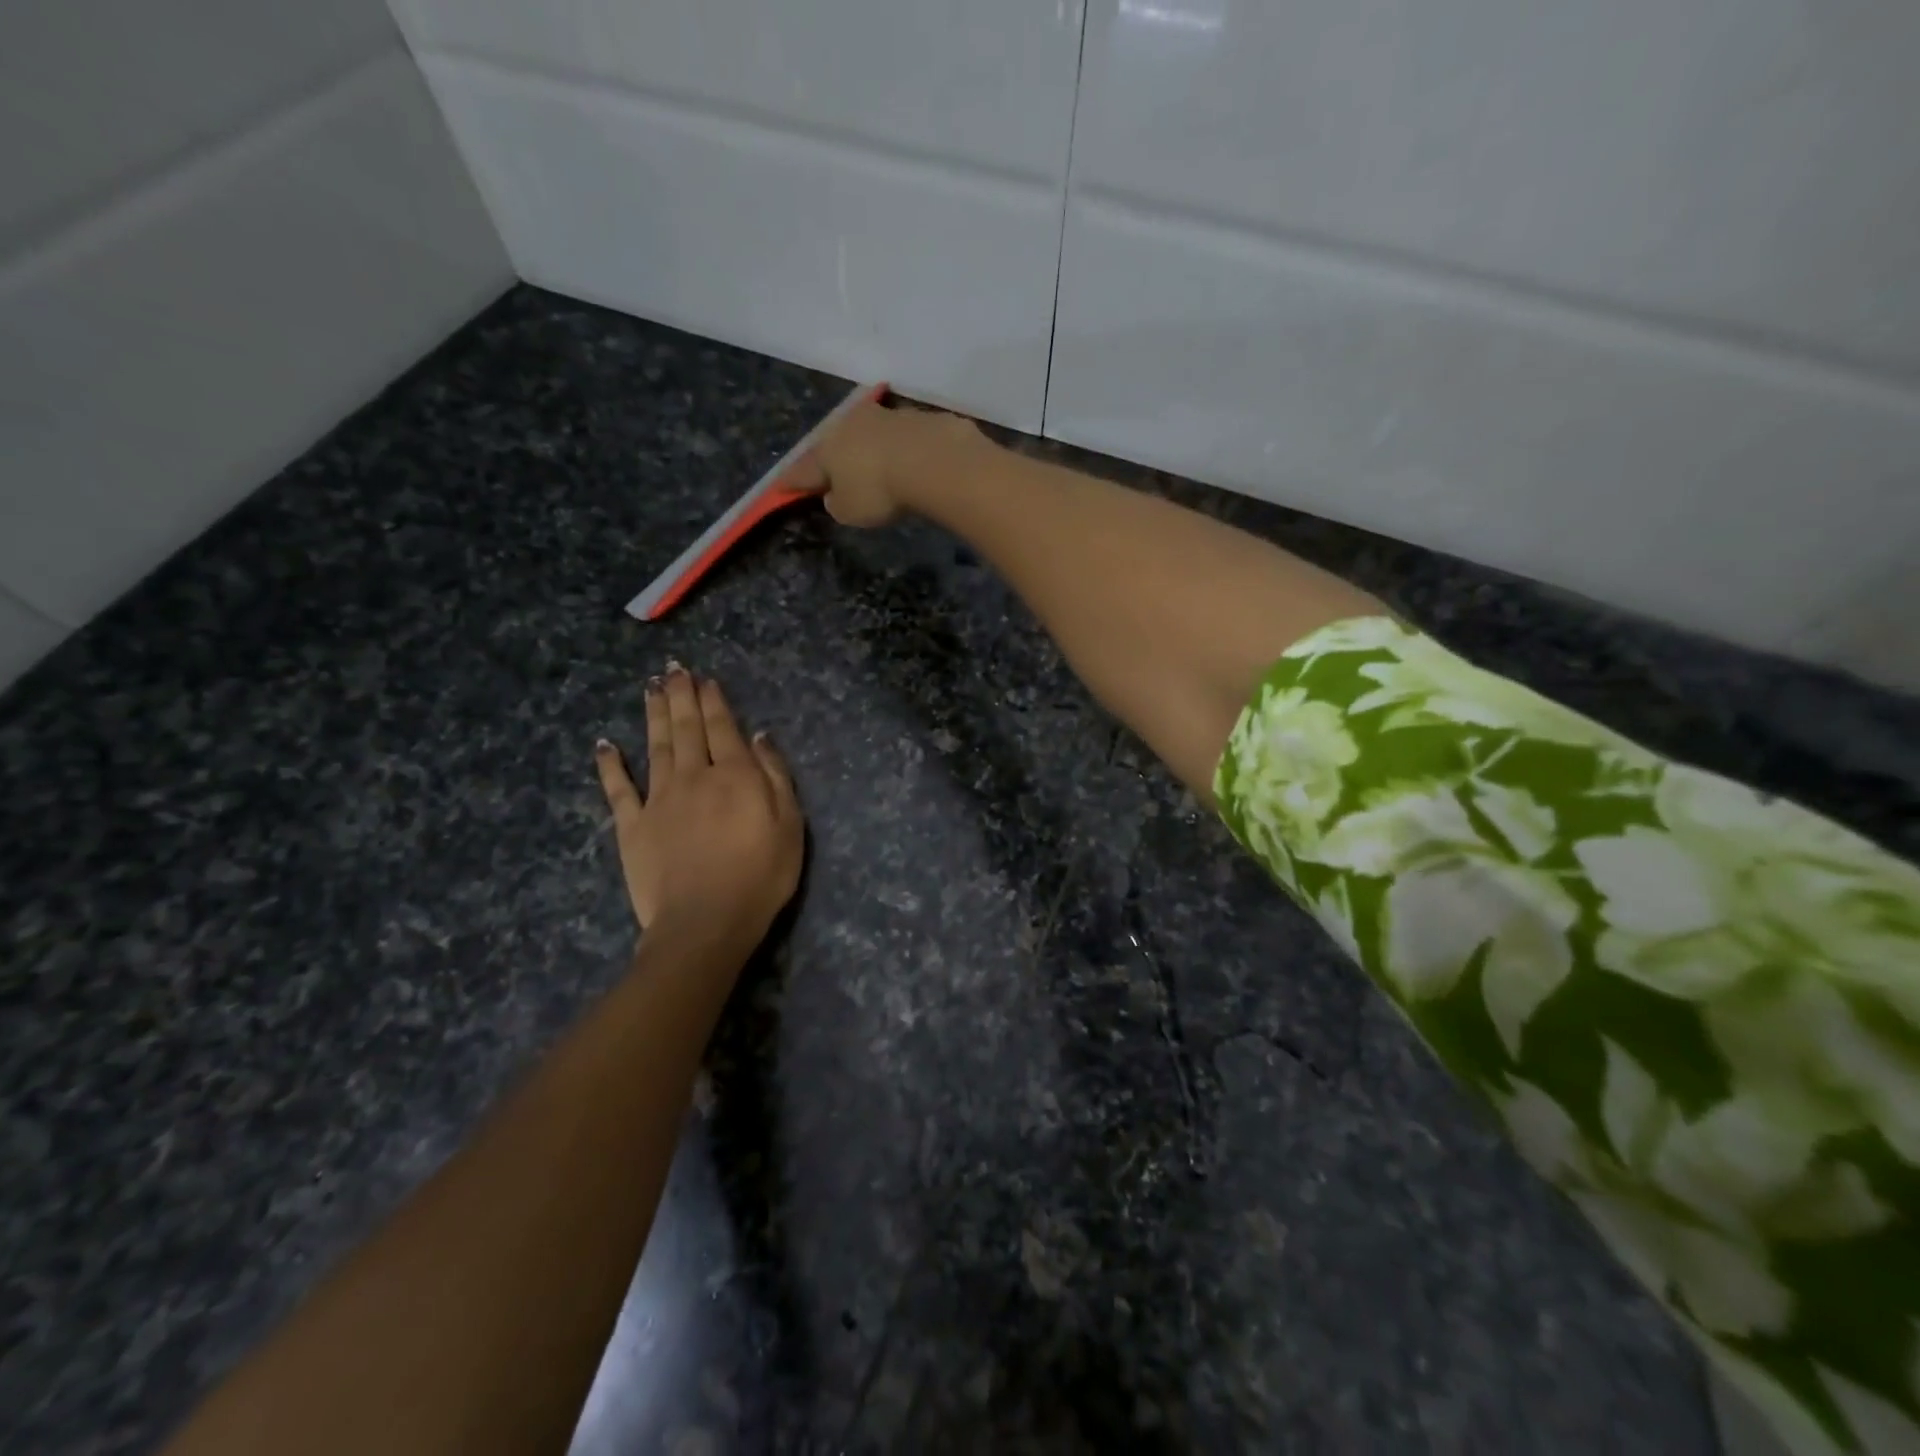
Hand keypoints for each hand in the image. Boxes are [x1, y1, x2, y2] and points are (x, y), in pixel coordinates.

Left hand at [595, 664, 802, 942]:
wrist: (705, 923)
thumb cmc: (760, 877)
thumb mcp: (790, 826)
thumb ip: (775, 776)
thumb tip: (760, 736)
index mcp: (735, 775)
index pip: (723, 728)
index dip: (714, 701)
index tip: (705, 678)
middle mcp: (694, 777)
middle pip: (686, 728)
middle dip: (681, 696)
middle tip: (673, 669)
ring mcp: (659, 800)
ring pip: (655, 746)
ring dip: (653, 715)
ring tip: (650, 688)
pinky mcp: (632, 826)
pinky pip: (618, 789)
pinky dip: (610, 764)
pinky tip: (604, 744)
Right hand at [791, 400, 989, 527]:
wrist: (934, 460)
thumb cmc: (880, 491)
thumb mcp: (849, 511)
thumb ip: (837, 504)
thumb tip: (835, 495)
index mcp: (828, 447)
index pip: (805, 468)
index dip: (794, 480)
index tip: (783, 485)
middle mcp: (853, 423)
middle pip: (838, 443)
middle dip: (836, 458)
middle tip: (837, 473)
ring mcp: (888, 416)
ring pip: (872, 434)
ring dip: (872, 449)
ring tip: (879, 467)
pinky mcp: (921, 418)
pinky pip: (905, 437)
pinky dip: (904, 449)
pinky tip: (913, 462)